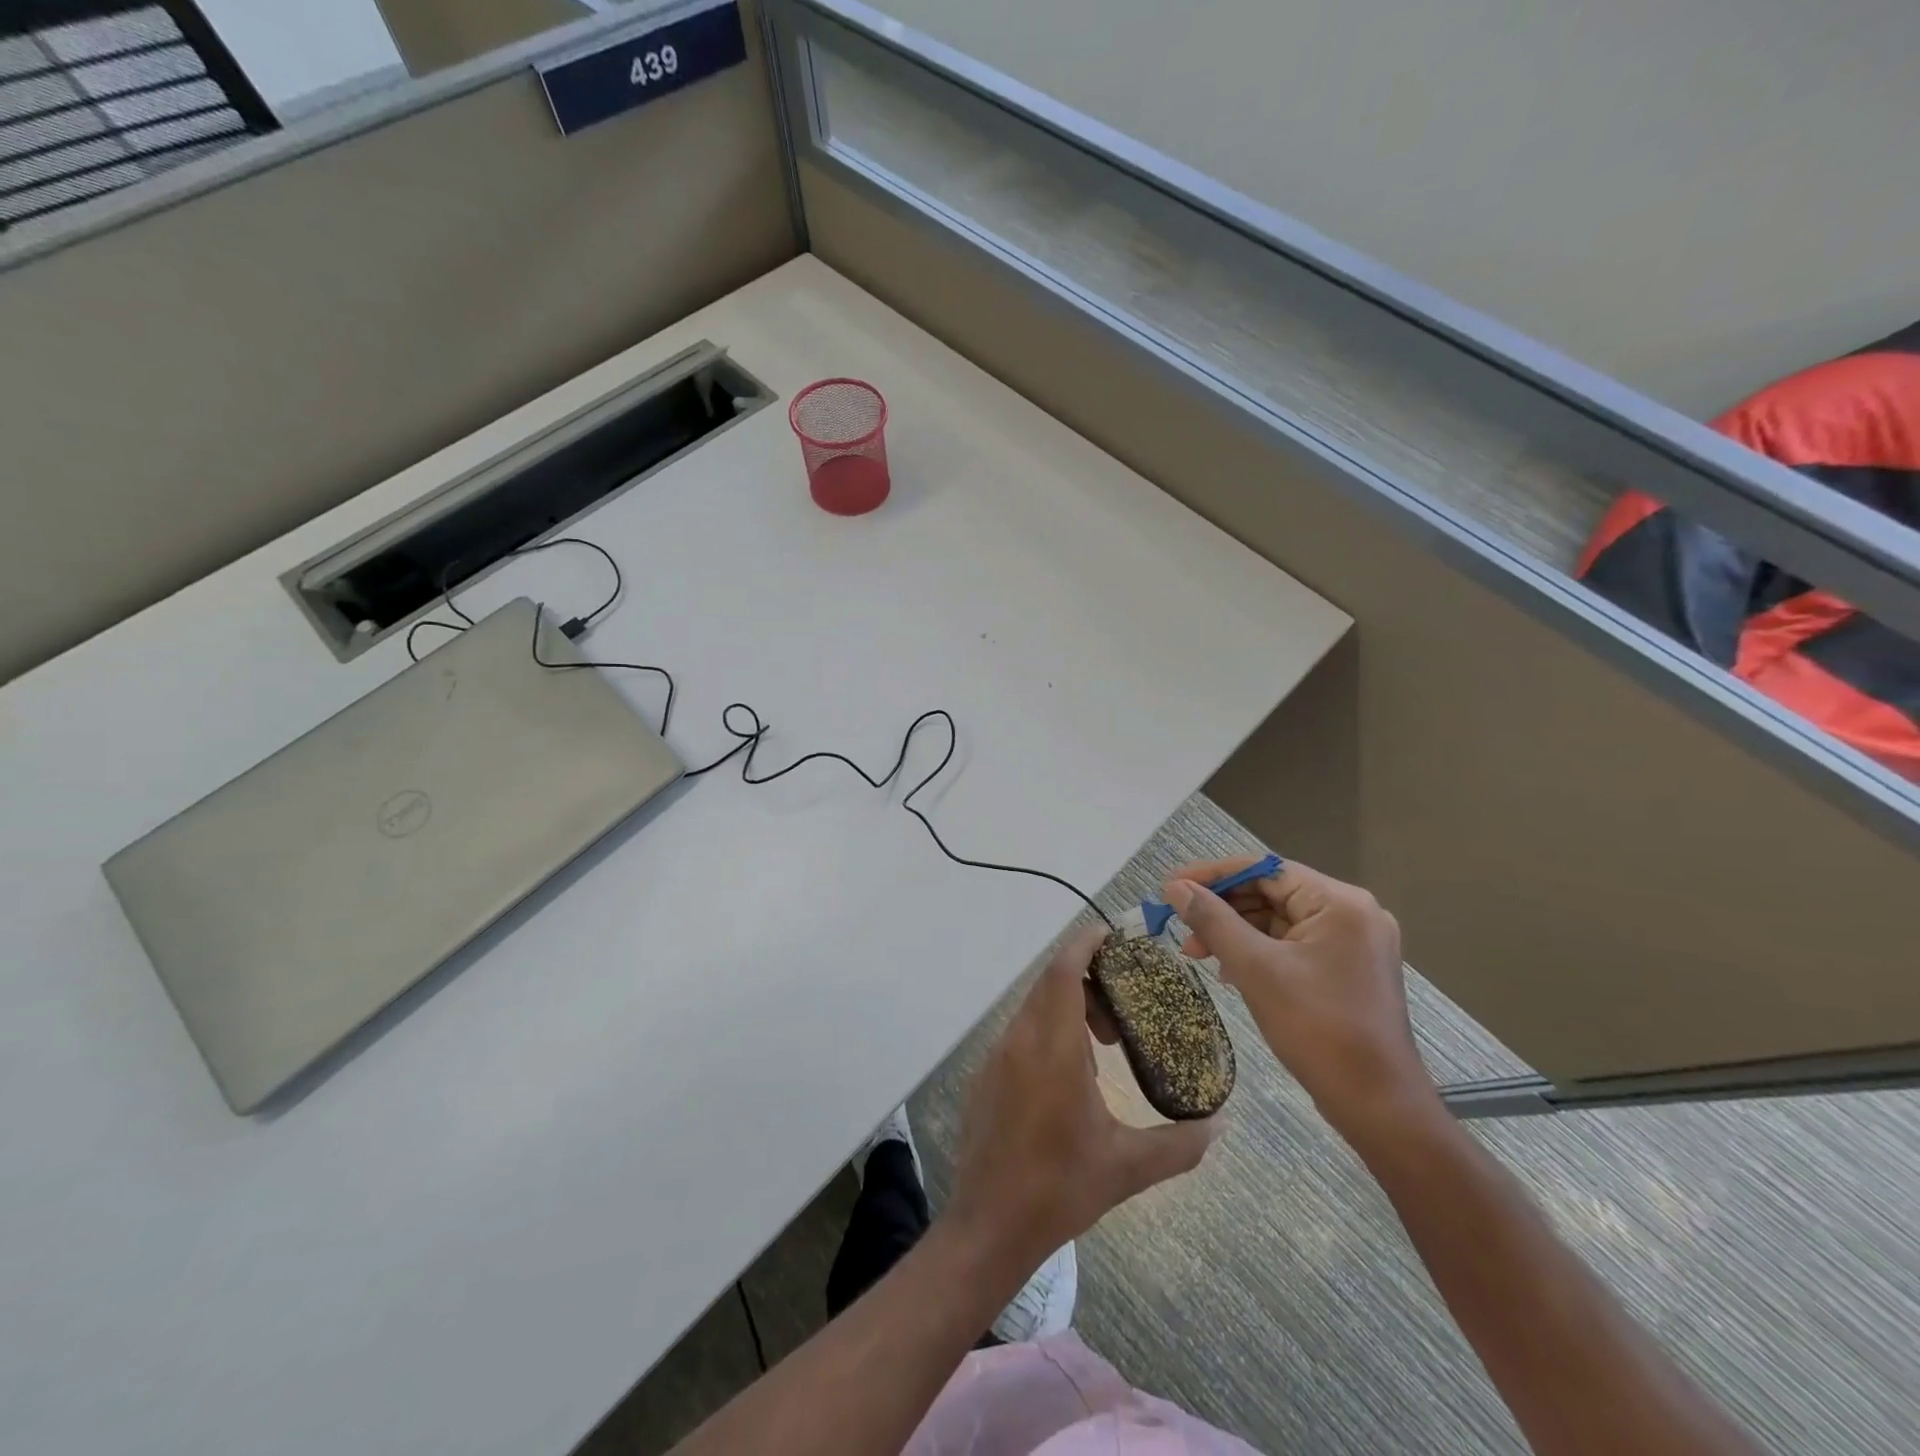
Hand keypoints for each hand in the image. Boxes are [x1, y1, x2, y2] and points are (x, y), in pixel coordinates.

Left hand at [944, 923, 1217, 1272]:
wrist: (988, 1225)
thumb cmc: (1059, 1189)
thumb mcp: (1127, 1168)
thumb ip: (1179, 1144)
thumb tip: (1219, 1126)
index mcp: (1052, 1048)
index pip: (1062, 972)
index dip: (1083, 944)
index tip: (1109, 934)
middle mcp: (1019, 1040)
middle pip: (1050, 983)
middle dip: (1087, 980)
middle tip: (1124, 1005)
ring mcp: (996, 1057)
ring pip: (1034, 1008)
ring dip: (1068, 1009)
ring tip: (1105, 1045)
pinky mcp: (985, 1076)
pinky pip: (1021, 1033)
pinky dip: (1048, 1031)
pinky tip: (1072, 1076)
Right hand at [1162, 858, 1437, 1144]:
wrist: (1377, 1104)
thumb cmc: (1317, 1029)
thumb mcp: (1255, 968)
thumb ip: (1213, 920)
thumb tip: (1176, 887)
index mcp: (1339, 902)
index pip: (1265, 869)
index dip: (1213, 875)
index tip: (1171, 886)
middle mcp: (1352, 912)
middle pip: (1272, 892)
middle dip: (1222, 908)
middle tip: (1180, 927)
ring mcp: (1353, 941)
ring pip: (1279, 920)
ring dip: (1235, 931)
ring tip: (1196, 953)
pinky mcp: (1348, 967)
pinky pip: (1293, 944)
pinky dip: (1258, 950)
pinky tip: (1228, 969)